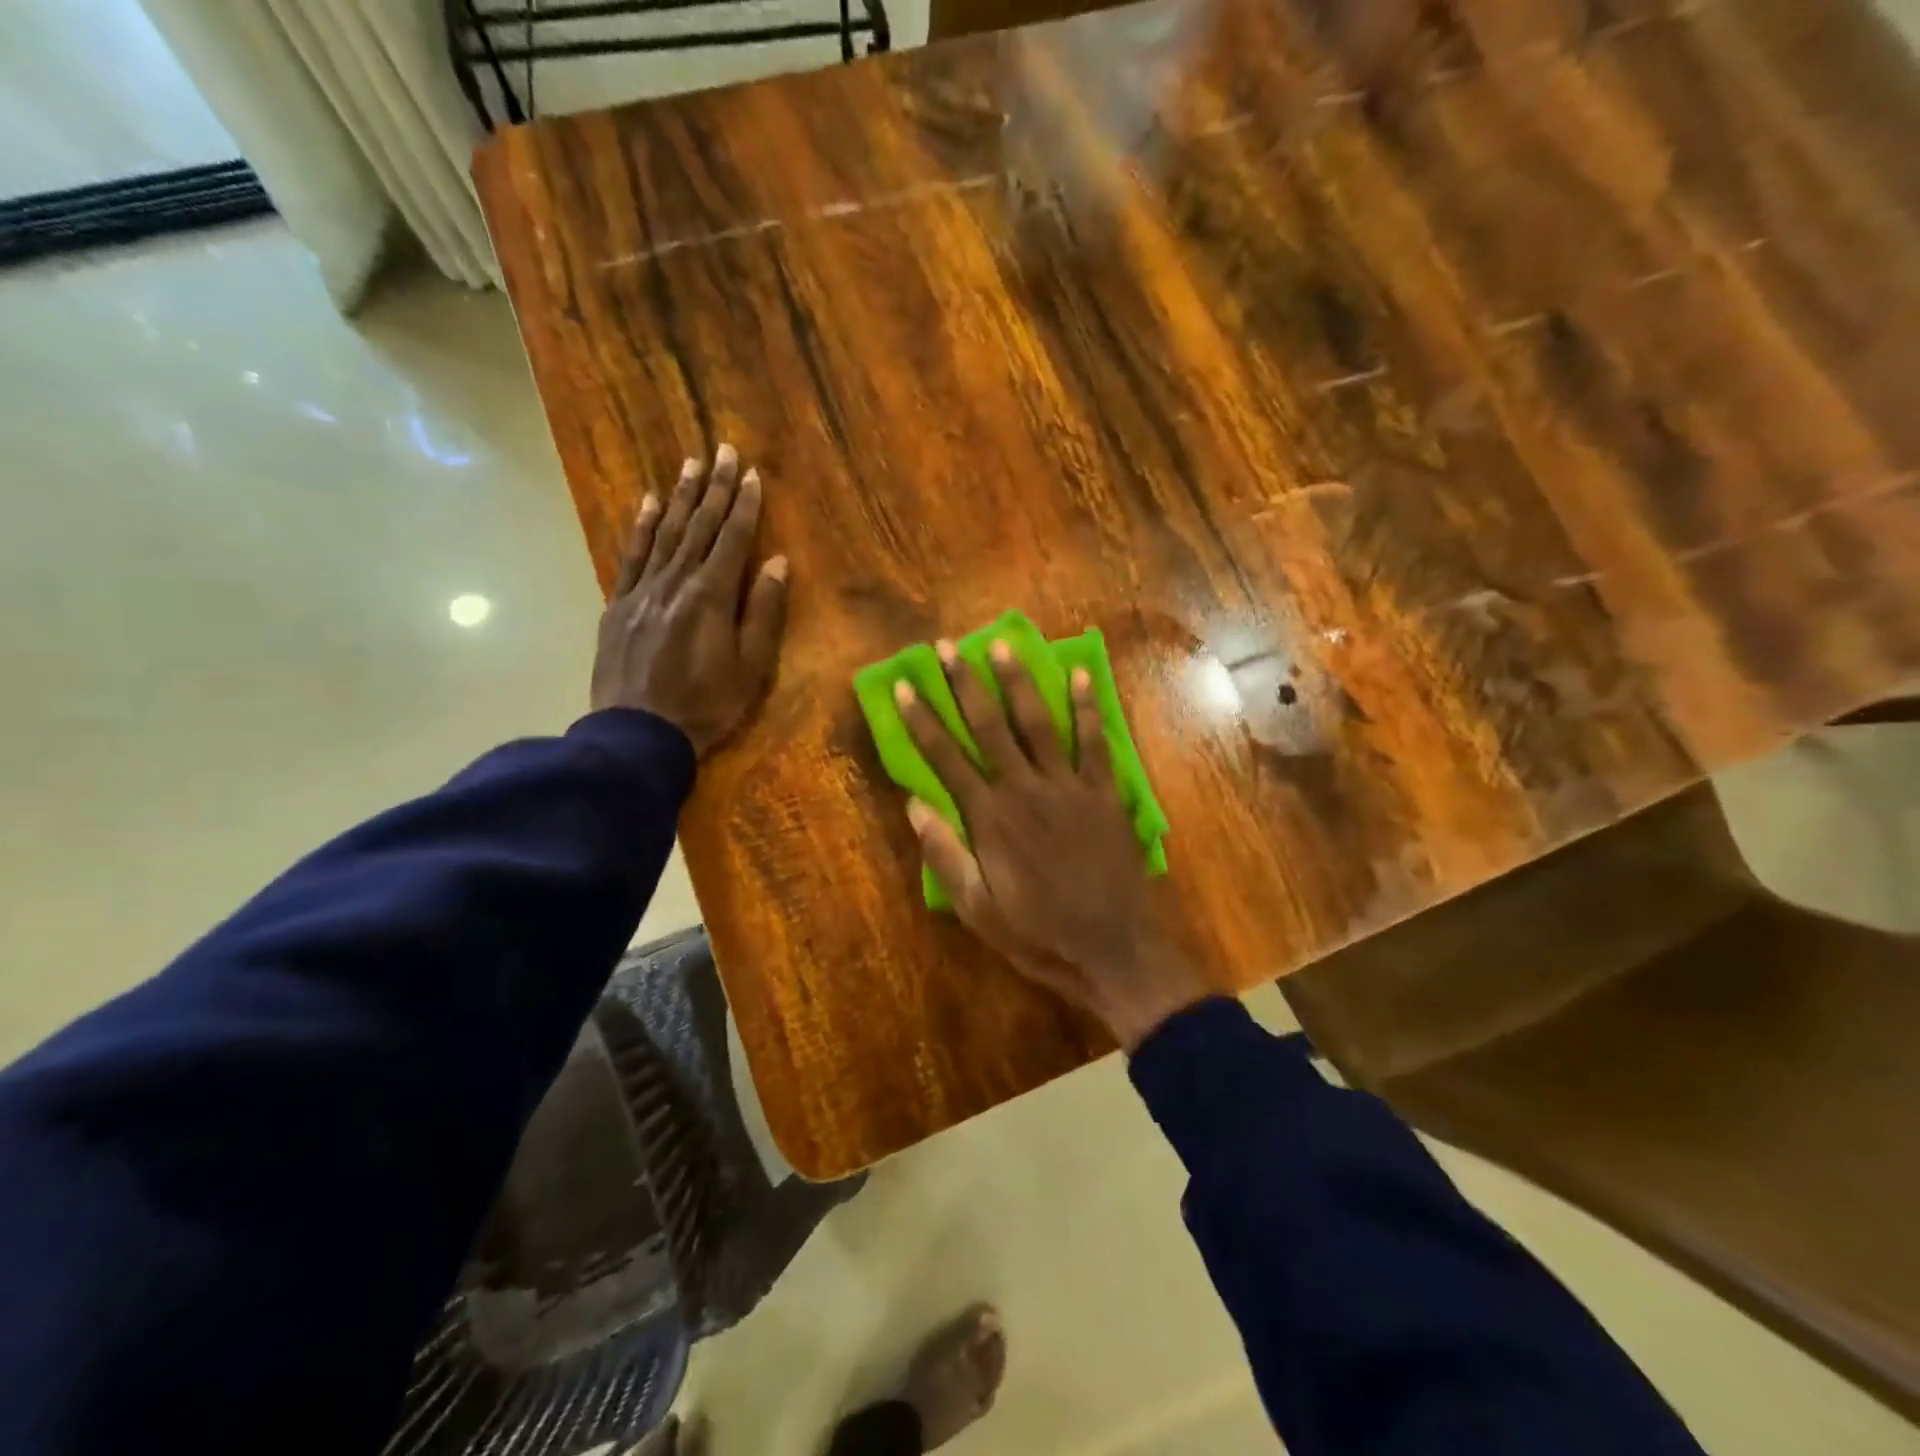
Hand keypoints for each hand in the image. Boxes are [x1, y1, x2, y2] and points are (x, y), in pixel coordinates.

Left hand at [590, 445, 788, 754]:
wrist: (638, 733)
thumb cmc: (706, 705)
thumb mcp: (750, 667)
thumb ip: (763, 612)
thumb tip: (776, 562)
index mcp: (711, 596)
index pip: (732, 539)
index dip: (745, 506)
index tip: (752, 473)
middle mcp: (675, 582)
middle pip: (699, 526)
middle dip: (715, 488)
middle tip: (723, 451)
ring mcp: (642, 591)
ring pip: (666, 533)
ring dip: (681, 497)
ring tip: (691, 464)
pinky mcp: (619, 605)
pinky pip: (632, 556)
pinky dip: (642, 527)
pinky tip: (649, 504)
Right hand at [896, 639, 1209, 1050]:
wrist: (1113, 950)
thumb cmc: (1039, 934)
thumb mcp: (977, 910)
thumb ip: (945, 855)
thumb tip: (914, 803)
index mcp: (990, 818)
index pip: (946, 758)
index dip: (923, 720)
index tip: (906, 685)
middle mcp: (1025, 789)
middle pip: (989, 726)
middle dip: (964, 684)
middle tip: (946, 646)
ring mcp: (1069, 786)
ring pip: (1038, 723)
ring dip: (1017, 681)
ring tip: (1001, 644)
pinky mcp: (1105, 792)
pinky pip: (1094, 741)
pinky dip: (1087, 707)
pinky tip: (1079, 674)